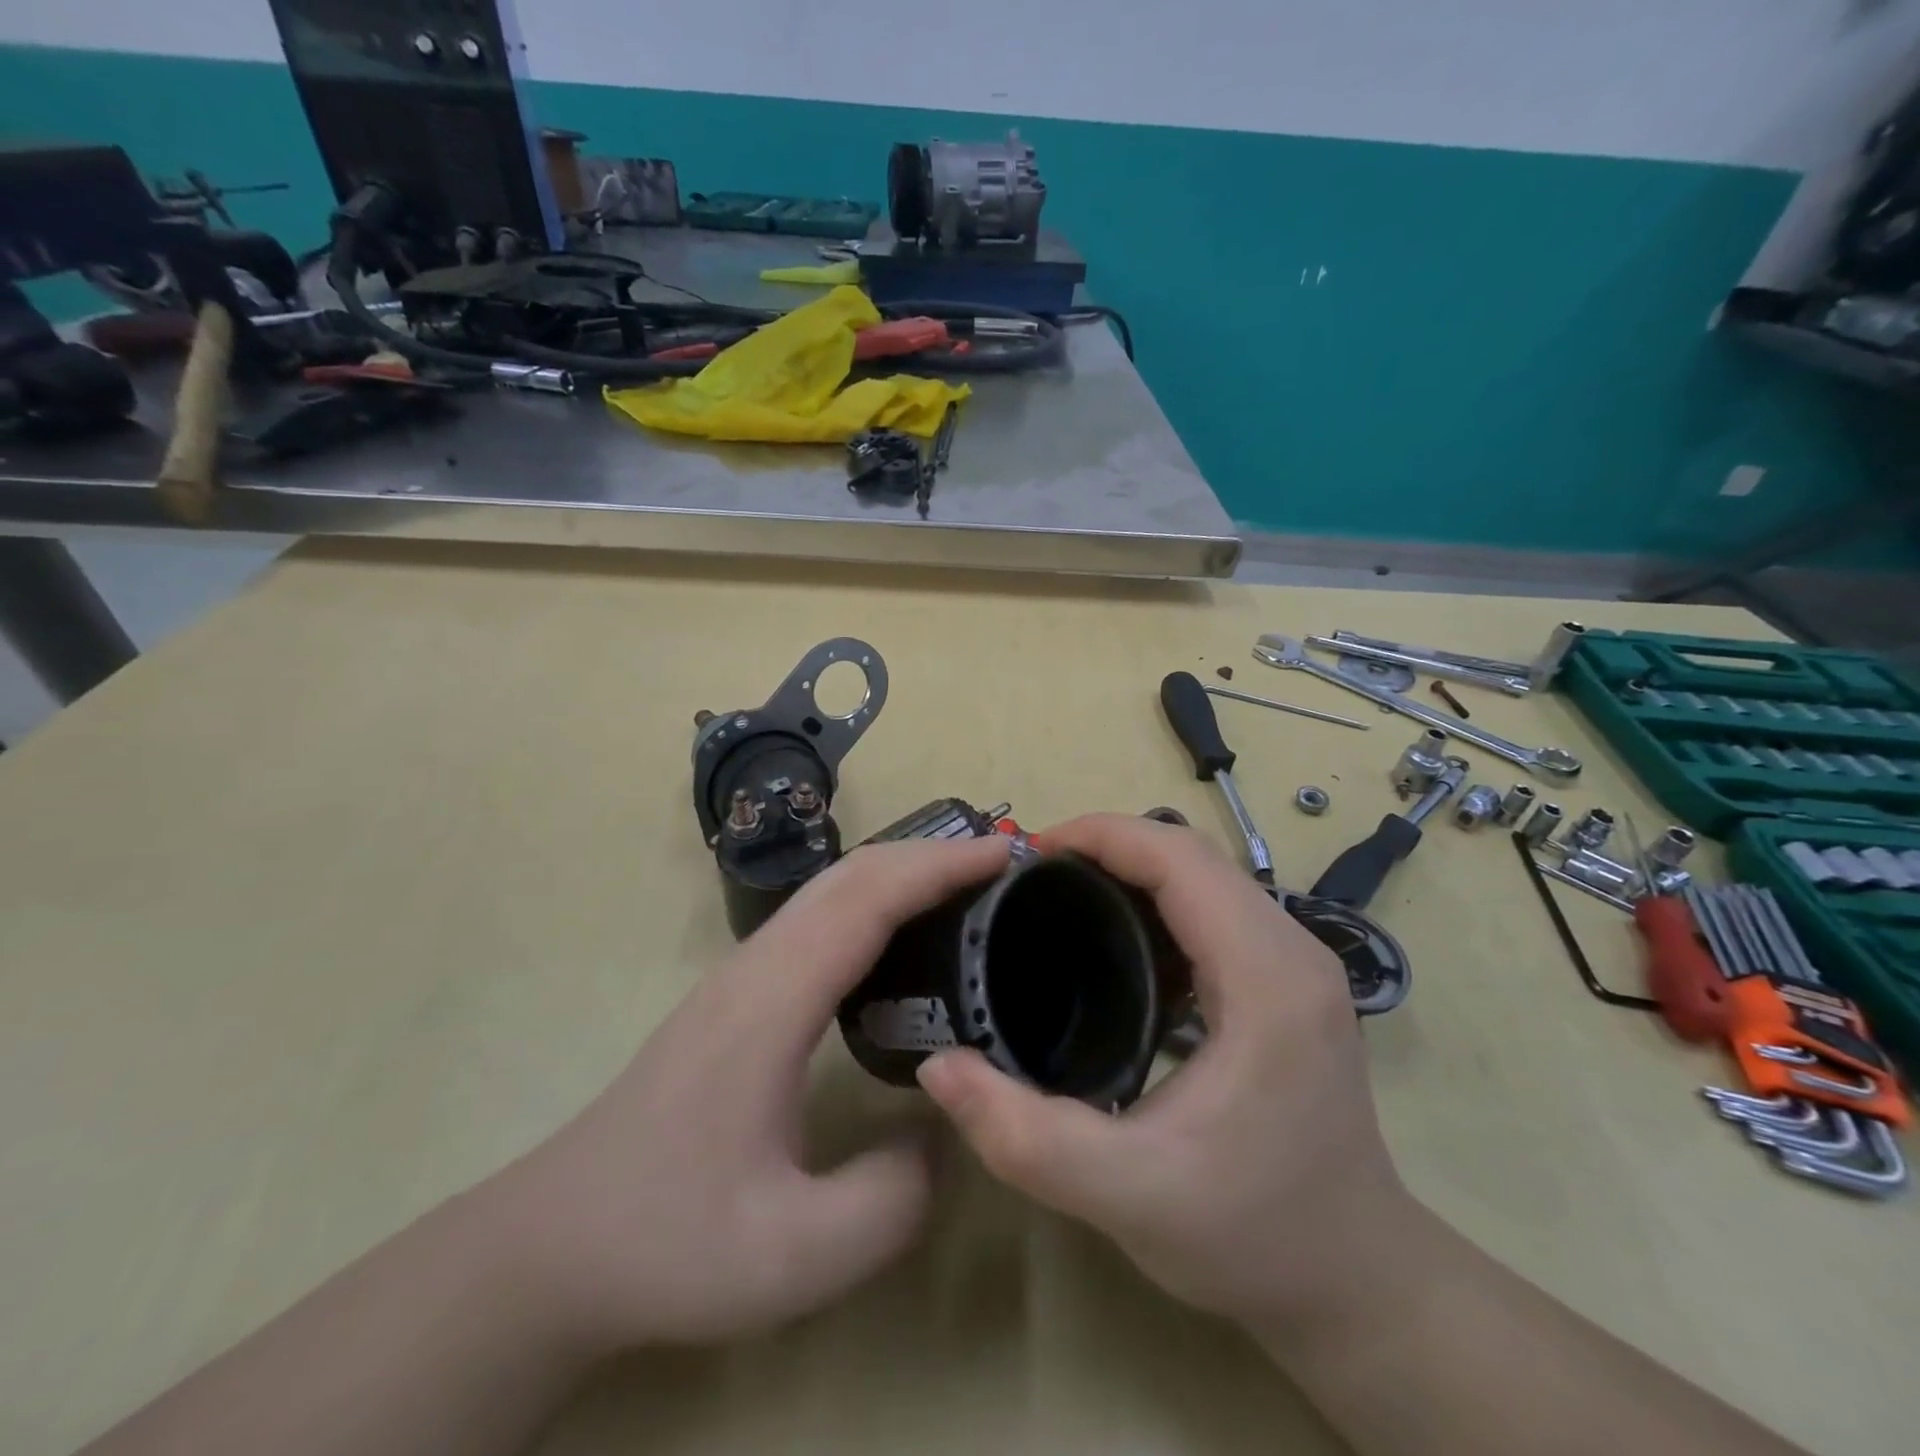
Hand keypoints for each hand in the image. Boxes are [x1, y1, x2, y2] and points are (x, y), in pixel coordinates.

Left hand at [491, 833, 1009, 1349]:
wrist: (554, 1245)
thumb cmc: (668, 1241)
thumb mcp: (794, 1252)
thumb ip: (892, 1198)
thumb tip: (949, 1131)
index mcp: (772, 1001)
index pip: (867, 900)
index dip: (939, 867)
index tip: (1003, 856)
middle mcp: (757, 967)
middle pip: (850, 874)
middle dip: (930, 853)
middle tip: (1002, 864)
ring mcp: (742, 975)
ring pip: (830, 890)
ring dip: (901, 870)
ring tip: (967, 887)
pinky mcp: (739, 993)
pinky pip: (818, 918)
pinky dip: (873, 899)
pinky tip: (902, 936)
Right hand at [916, 814, 1413, 1332]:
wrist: (1355, 1280)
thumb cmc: (1252, 1235)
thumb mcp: (1126, 1196)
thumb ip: (1024, 1137)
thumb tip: (937, 1067)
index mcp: (1265, 976)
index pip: (1180, 859)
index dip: (1101, 835)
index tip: (1029, 854)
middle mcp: (1291, 948)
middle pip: (1192, 854)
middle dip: (1108, 845)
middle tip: (1032, 876)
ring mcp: (1297, 961)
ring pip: (1205, 874)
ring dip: (1132, 867)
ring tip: (1062, 893)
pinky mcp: (1288, 979)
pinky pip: (1215, 906)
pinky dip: (1157, 897)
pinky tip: (1114, 935)